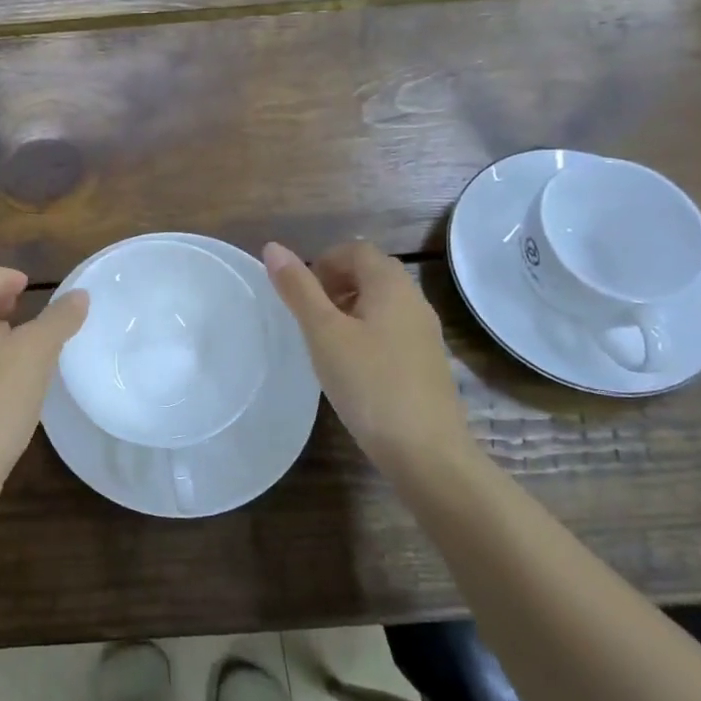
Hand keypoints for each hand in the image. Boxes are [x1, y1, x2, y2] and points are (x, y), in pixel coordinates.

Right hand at [262, 241, 471, 465]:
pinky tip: (351, 367)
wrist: (427, 453)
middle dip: (335, 283)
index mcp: (391, 285)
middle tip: (308, 315)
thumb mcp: (324, 333)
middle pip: (371, 272)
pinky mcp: (426, 363)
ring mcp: (424, 334)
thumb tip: (273, 248)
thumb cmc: (369, 384)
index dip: (324, 261)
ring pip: (382, 303)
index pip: (356, 250)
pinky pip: (392, 330)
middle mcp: (413, 300)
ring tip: (324, 341)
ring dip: (350, 308)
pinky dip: (366, 333)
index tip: (301, 293)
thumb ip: (298, 289)